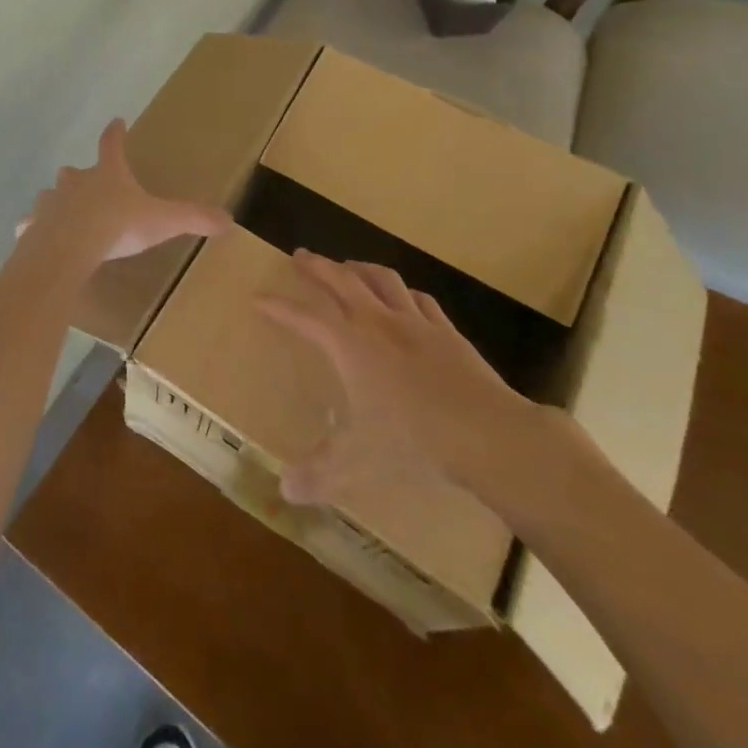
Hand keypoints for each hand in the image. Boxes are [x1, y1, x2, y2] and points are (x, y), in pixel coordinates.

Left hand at [17, 119, 231, 264]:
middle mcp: (75, 181)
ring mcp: (51, 202)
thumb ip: (194, 218)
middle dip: (80, 175)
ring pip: (51, 195)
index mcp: (107, 174)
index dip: (116, 132)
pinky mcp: (33, 225)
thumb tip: (229, 219)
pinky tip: (33, 236)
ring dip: (57, 201)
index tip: (117, 121)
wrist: (69, 248)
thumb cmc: (117, 226)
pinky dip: (33, 228)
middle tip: (85, 182)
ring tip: (63, 214)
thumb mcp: (163, 221)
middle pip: (74, 171)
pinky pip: (31, 224)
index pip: (112, 144)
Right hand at [257, 250, 550, 505]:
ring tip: (350, 266)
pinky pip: (421, 300)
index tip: (258, 296)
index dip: (278, 307)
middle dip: (318, 266)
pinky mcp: (448, 333)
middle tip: (302, 256)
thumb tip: (285, 491)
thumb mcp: (359, 462)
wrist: (489, 434)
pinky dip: (405, 293)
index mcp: (349, 344)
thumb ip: (320, 473)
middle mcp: (377, 322)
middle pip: (342, 280)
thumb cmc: (415, 440)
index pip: (303, 318)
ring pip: (382, 280)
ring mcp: (416, 323)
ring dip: (361, 269)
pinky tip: (405, 297)